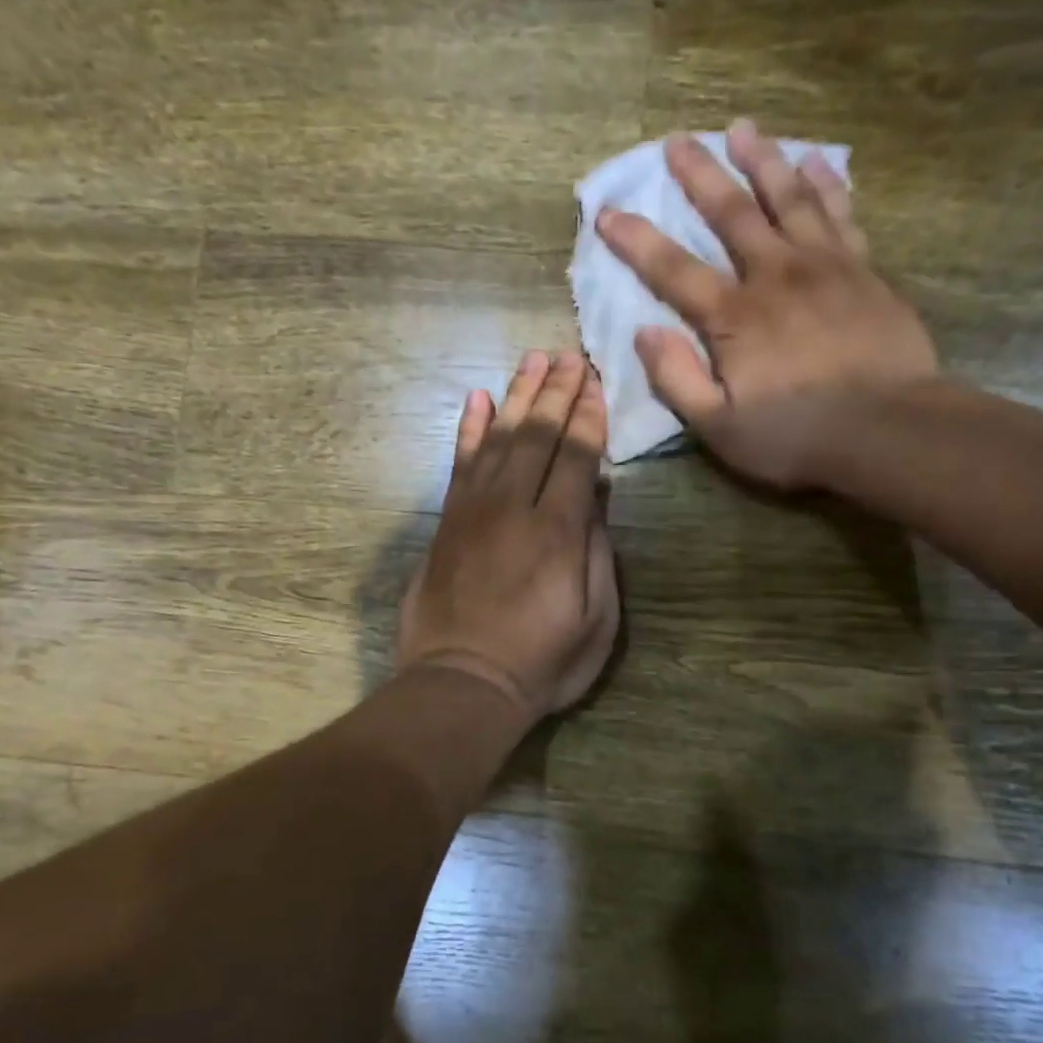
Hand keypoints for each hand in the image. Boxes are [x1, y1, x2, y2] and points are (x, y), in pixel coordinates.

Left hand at [397, 351, 620, 719]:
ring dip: (516, 398)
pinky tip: (476, 402)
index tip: (595, 381)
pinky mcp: (446, 525)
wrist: (460, 685)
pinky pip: (459, 465)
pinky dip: (469, 431)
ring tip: (531, 362)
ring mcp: (473, 513)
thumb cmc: (541, 663)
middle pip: (537, 436)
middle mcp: (513, 508)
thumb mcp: (596, 621)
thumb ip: (597, 553)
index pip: (576, 456)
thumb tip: (595, 496)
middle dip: (556, 392)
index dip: (588, 416)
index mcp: (558, 531)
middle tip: (569, 356)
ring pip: (498, 440)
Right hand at [596, 119, 938, 489]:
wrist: (889, 429)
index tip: (608, 212)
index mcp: (735, 317)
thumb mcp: (720, 428)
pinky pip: (840, 212)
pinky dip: (826, 183)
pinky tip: (815, 160)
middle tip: (677, 140)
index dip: (636, 241)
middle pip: (732, 213)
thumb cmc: (796, 436)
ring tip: (744, 127)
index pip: (673, 269)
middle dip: (700, 175)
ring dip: (763, 160)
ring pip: (789, 197)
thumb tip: (643, 334)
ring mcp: (826, 266)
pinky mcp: (864, 270)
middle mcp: (776, 275)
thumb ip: (678, 379)